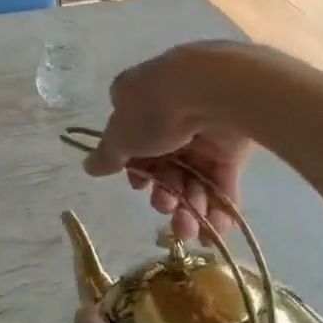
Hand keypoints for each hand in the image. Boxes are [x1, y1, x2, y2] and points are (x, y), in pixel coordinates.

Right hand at [82, 43, 256, 243]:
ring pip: (192, 175)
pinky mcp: (233, 143)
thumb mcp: (121, 135)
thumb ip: (107, 155)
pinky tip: (215, 230)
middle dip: (163, 194)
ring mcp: (203, 128)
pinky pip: (222, 179)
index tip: (138, 185)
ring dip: (189, 207)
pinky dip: (219, 205)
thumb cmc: (155, 110)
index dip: (134, 168)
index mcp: (140, 101)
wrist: (215, 92)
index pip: (130, 138)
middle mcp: (170, 113)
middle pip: (164, 163)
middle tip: (165, 208)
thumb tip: (89, 166)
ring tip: (188, 228)